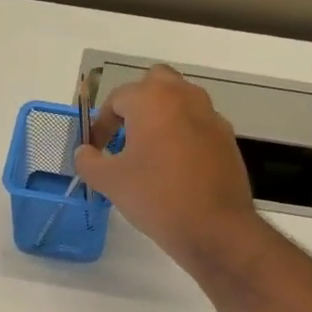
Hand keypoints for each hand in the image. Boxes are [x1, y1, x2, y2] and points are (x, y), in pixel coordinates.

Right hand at [73, 65, 259, 265]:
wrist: (215, 228)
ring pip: (181, 101)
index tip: (96, 150)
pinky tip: (176, 168)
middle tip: (126, 135)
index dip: (101, 124)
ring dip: (162, 116)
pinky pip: (199, 124)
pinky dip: (184, 134)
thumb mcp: (110, 182)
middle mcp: (184, 96)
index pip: (117, 99)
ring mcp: (211, 116)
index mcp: (152, 99)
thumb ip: (89, 161)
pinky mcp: (227, 139)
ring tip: (150, 152)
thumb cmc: (156, 197)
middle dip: (137, 103)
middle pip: (155, 83)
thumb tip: (83, 152)